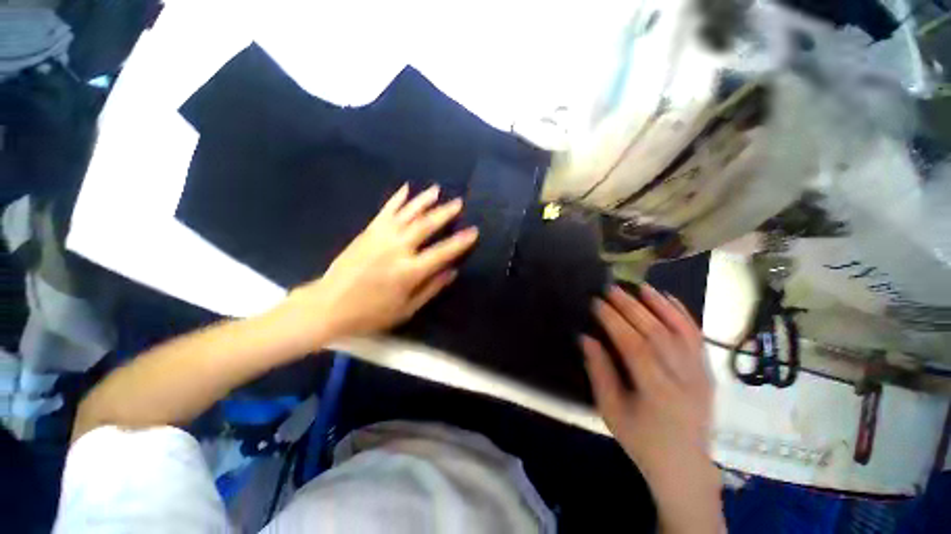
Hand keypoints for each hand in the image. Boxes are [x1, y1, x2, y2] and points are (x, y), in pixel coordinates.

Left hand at [282, 184, 477, 347]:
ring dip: (423, 200)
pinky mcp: (368, 232)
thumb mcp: (406, 309)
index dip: (460, 242)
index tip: (473, 231)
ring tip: (437, 190)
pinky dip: (397, 199)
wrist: (328, 305)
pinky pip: (386, 211)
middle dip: (444, 213)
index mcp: (409, 271)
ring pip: (407, 213)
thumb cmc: (370, 313)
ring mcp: (381, 237)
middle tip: (458, 202)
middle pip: (425, 225)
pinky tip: (406, 188)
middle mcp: (397, 249)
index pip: (442, 252)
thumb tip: (452, 271)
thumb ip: (431, 288)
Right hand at [582, 284, 722, 532]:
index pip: (634, 346)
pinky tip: (669, 299)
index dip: (614, 321)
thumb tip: (586, 338)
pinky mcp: (708, 372)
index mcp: (657, 392)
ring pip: (681, 331)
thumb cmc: (641, 440)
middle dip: (632, 307)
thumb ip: (599, 372)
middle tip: (612, 289)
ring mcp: (700, 374)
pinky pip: (697, 337)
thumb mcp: (611, 411)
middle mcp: (684, 379)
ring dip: (659, 305)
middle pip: (657, 333)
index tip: (597, 302)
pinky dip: (683, 315)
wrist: (685, 466)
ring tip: (640, 287)